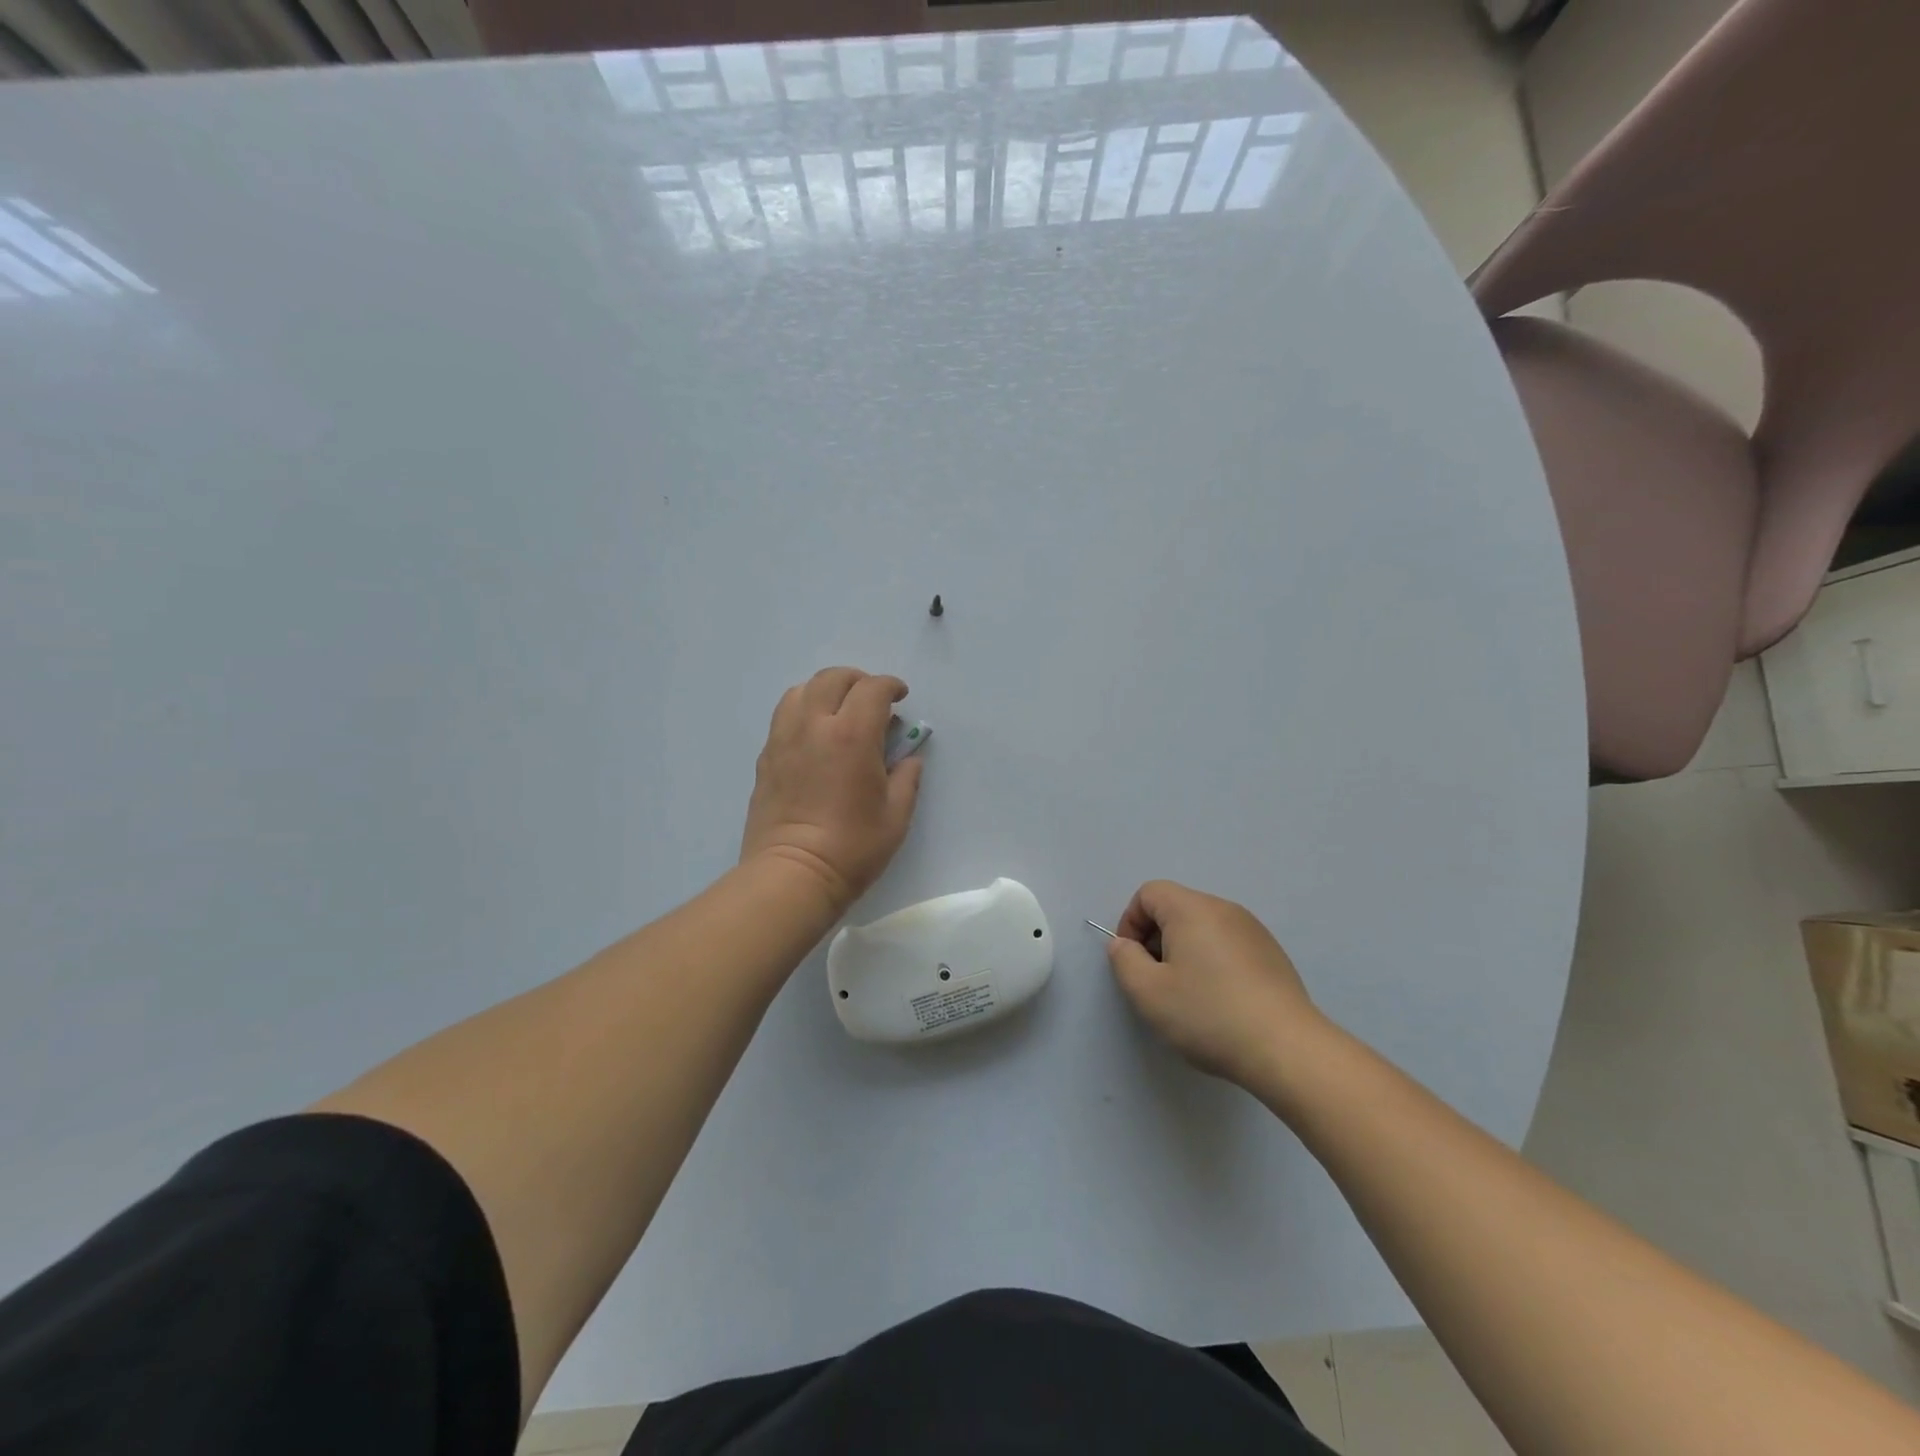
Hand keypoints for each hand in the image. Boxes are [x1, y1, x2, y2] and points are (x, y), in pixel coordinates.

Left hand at [740, 667, 923, 913]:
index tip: (900, 697)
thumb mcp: (896, 816)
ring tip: (838, 710)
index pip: (872, 689)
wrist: (791, 875)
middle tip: (872, 699)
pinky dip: (803, 711)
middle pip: (832, 678)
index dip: (890, 686)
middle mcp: (814, 726)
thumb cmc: (852, 848)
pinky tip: (815, 736)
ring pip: (801, 690)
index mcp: (852, 735)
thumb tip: (907, 758)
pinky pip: (784, 716)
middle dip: (857, 680)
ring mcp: (784, 739)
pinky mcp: (766, 757)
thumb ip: (906, 778)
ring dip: (825, 690)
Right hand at [1106, 880, 1328, 1088]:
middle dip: (1156, 939)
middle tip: (1156, 981)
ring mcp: (1253, 930)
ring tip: (1188, 996)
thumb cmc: (1208, 1014)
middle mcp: (1224, 909)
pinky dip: (1213, 962)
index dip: (1130, 922)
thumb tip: (1124, 945)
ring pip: (1203, 928)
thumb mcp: (1148, 992)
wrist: (1286, 1049)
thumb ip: (1124, 960)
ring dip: (1184, 952)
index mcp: (1191, 909)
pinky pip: (1228, 945)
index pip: (1149, 893)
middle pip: (1176, 908)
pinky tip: (1220, 1002)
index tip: (1133, 960)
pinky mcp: (1272, 955)